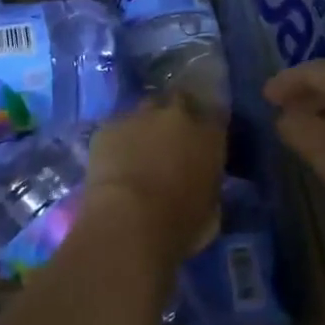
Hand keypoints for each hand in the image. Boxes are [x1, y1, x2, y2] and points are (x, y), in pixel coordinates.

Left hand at [81, 95, 225, 264]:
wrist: (129, 222)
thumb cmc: (180, 224)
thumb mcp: (210, 209)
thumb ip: (208, 183)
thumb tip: (201, 181)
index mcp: (209, 134)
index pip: (216, 114)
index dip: (208, 124)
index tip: (203, 137)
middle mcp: (177, 115)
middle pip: (180, 100)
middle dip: (177, 113)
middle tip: (171, 136)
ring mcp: (140, 117)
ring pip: (146, 108)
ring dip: (146, 123)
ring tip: (140, 146)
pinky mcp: (108, 127)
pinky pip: (117, 127)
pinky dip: (118, 139)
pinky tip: (113, 159)